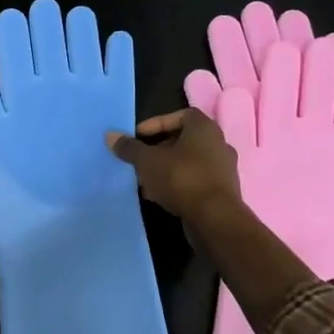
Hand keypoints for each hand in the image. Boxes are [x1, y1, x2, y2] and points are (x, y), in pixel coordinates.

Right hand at [105, 108, 241, 222]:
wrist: (214, 218)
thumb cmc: (181, 178)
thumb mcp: (147, 161)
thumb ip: (129, 147)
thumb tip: (110, 135)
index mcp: (204, 128)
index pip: (181, 115)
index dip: (157, 123)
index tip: (138, 136)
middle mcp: (218, 143)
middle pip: (183, 140)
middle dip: (158, 149)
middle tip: (140, 159)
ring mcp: (223, 168)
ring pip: (188, 162)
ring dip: (166, 168)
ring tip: (145, 180)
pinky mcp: (222, 190)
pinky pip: (195, 180)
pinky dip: (177, 183)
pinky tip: (159, 196)